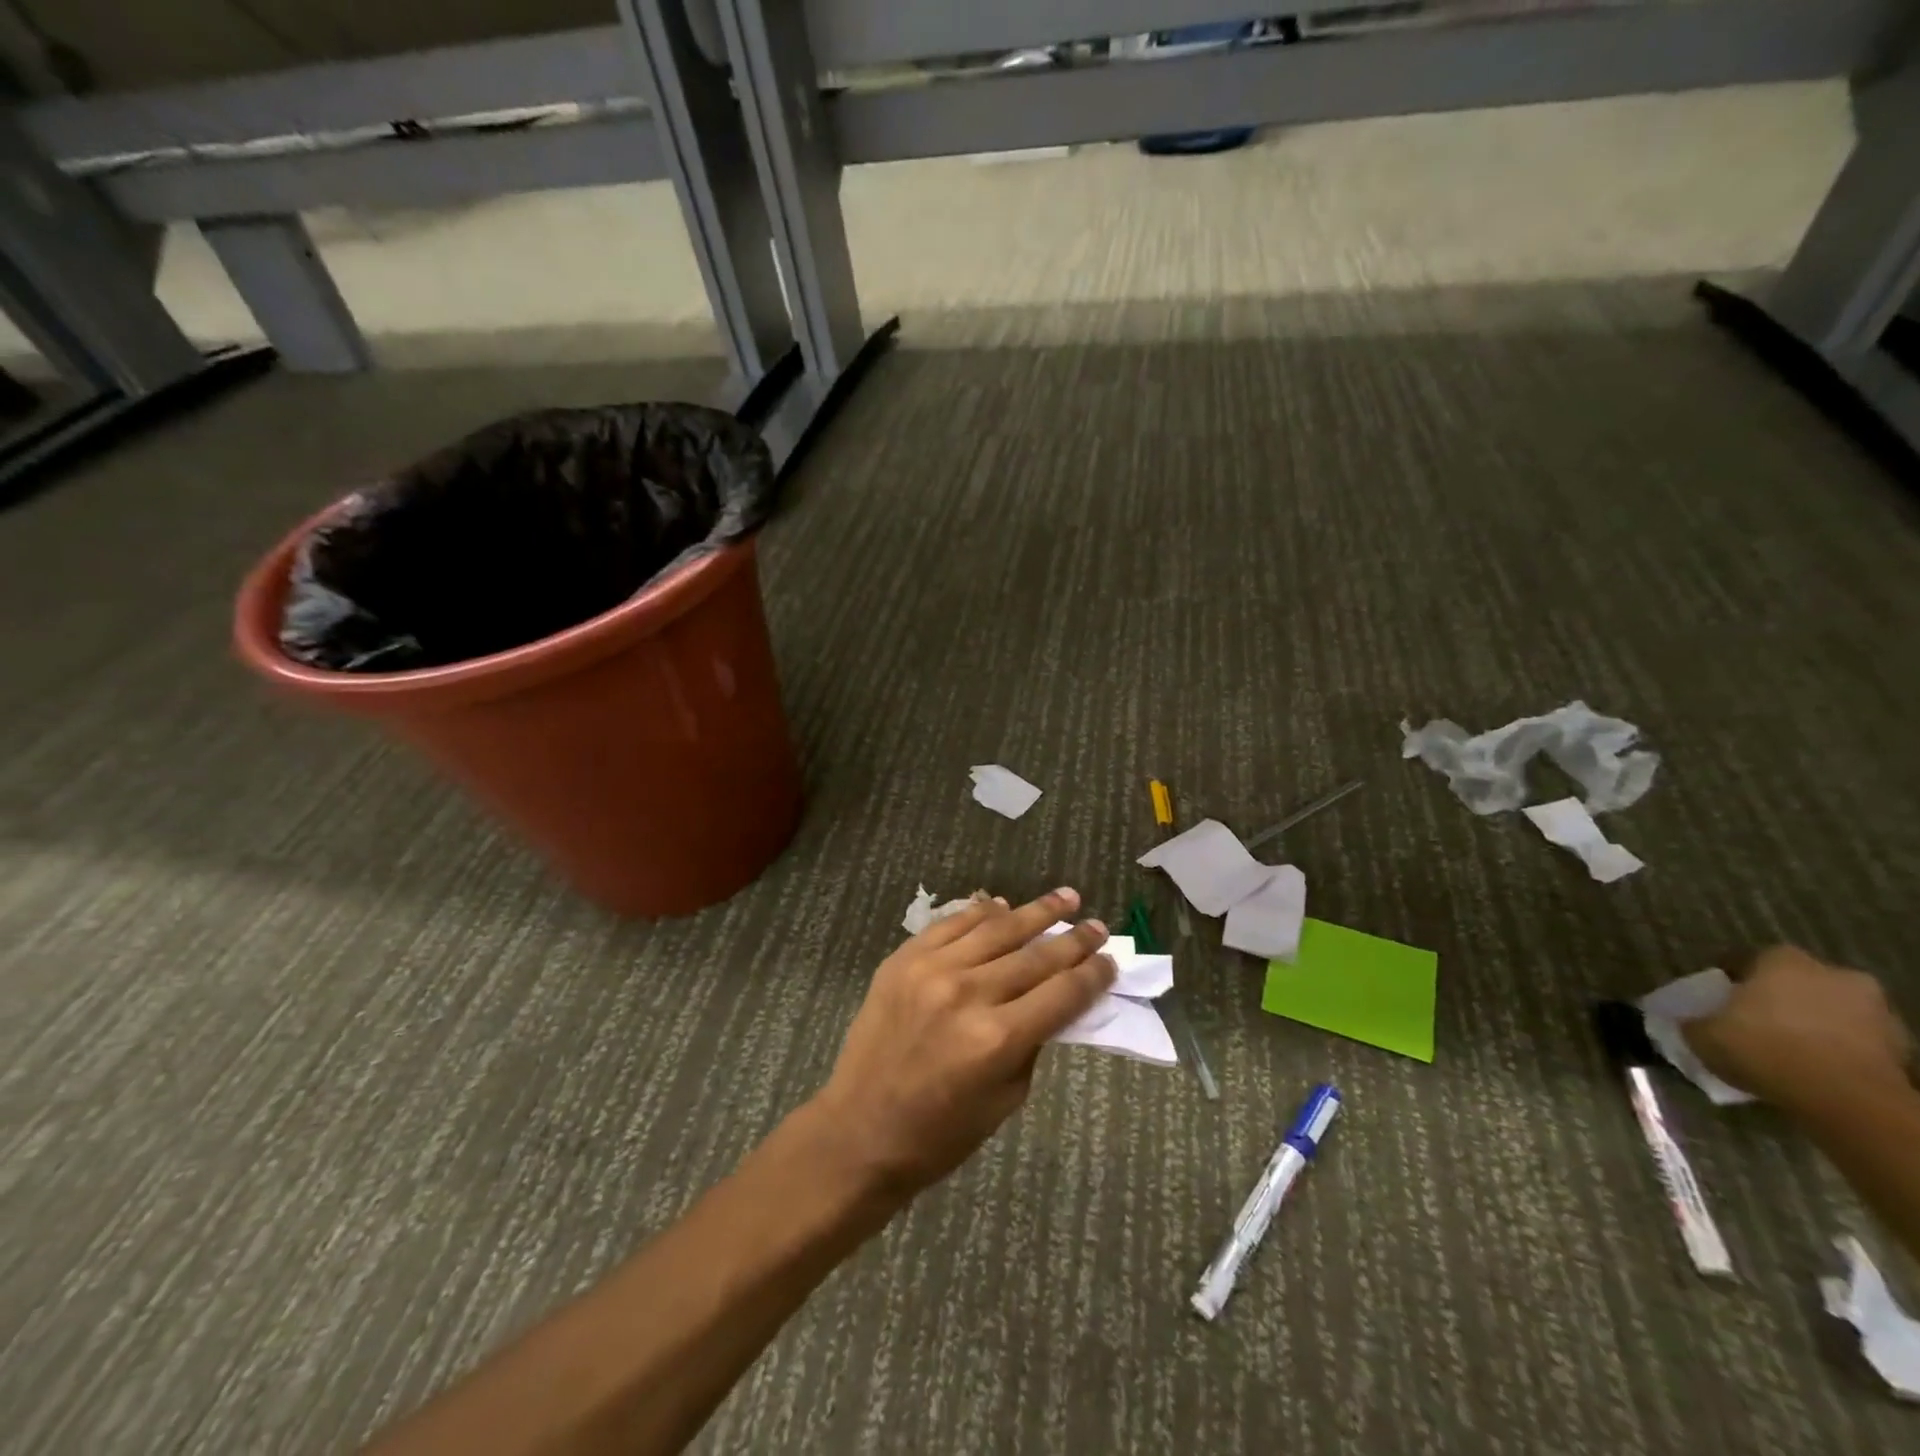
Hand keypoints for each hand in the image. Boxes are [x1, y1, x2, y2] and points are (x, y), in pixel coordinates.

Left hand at [806, 888, 1114, 1201]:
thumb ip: (1034, 1042)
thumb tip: (1057, 999)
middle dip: (1073, 939)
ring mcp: (932, 970)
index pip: (1062, 993)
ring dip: (1036, 912)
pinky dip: (981, 912)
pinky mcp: (903, 959)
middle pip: (1036, 956)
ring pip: (997, 929)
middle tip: (1097, 924)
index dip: (1093, 974)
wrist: (859, 1129)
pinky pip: (952, 924)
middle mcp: (968, 994)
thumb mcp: (1006, 1098)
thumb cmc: (940, 1132)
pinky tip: (1002, 905)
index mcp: (998, 1039)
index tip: (1110, 960)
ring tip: (1065, 897)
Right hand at [1682, 945, 1912, 1110]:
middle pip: (1799, 982)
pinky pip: (1859, 1040)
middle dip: (1781, 999)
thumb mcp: (1703, 1035)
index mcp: (1782, 961)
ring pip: (1833, 1010)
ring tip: (1790, 1049)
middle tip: (1757, 1022)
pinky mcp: (1902, 1045)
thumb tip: (1688, 1022)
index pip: (1750, 959)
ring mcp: (1875, 1009)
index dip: (1732, 980)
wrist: (1848, 1099)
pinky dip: (1840, 1049)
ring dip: (1815, 1023)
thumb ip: (1693, 1022)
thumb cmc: (1765, 1048)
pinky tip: (1817, 1068)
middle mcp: (1833, 974)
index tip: (1720, 1000)